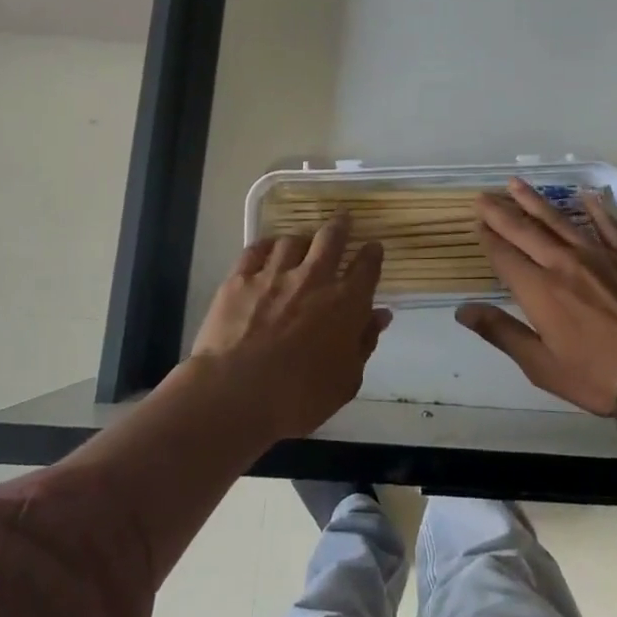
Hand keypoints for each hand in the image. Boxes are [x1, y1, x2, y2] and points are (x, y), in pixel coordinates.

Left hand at [190, 215, 393, 439]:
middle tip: (343, 219)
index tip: (373, 248)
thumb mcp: (346, 380)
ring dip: (301, 240)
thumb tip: (380, 315)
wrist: (236, 394)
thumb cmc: (300, 397)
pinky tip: (267, 249)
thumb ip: (364, 343)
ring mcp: (274, 274)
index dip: (372, 254)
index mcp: (346, 303)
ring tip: (301, 243)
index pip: (367, 267)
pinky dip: (266, 246)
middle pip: (331, 238)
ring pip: (292, 240)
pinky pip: (256, 249)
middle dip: (340, 226)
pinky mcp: (240, 279)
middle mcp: (314, 278)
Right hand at [456, 179, 616, 416]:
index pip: (505, 256)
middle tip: (484, 196)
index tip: (477, 224)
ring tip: (516, 184)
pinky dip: (596, 207)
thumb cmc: (598, 375)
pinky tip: (586, 194)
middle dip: (501, 212)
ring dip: (535, 201)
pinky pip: (608, 224)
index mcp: (539, 290)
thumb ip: (502, 333)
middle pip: (525, 230)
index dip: (488, 239)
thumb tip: (463, 310)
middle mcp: (563, 263)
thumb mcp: (542, 365)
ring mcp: (598, 255)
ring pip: (559, 220)